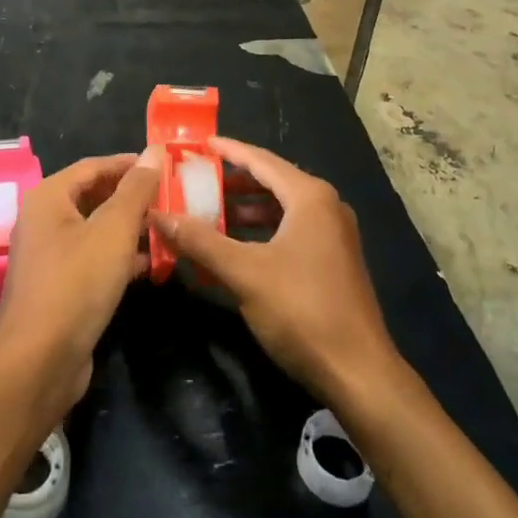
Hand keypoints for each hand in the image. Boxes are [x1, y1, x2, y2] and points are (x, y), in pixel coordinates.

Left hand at [0, 151, 157, 421]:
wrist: (39, 362)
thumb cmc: (76, 283)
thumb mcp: (113, 230)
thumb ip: (136, 189)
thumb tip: (154, 151)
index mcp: (48, 197)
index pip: (93, 166)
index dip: (129, 164)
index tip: (165, 165)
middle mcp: (43, 220)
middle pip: (93, 196)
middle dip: (132, 196)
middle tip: (171, 197)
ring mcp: (49, 256)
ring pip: (95, 229)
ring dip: (130, 228)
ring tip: (168, 227)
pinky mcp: (59, 287)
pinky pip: (93, 258)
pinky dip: (120, 256)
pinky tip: (151, 264)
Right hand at [149, 136, 400, 408]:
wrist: (359, 374)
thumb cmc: (302, 311)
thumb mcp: (244, 273)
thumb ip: (200, 240)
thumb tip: (158, 215)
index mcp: (310, 197)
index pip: (260, 160)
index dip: (227, 150)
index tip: (196, 144)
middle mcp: (325, 207)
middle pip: (271, 181)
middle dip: (231, 180)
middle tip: (194, 178)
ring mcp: (332, 235)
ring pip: (280, 208)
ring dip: (243, 209)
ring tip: (206, 211)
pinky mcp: (332, 261)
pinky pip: (289, 231)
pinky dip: (260, 233)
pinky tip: (233, 248)